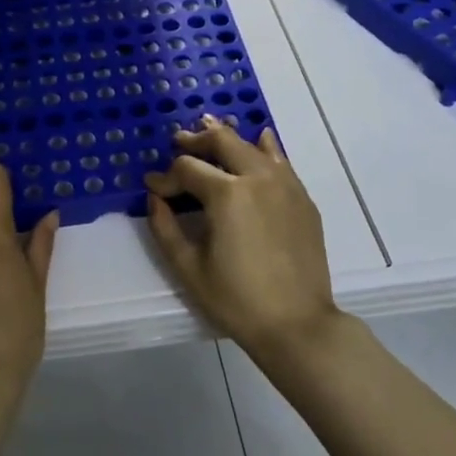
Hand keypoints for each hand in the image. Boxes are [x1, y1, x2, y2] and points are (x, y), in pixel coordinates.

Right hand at [145, 116, 342, 358]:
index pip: (187, 169)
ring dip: (227, 138)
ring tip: (209, 131)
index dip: (165, 177)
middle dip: (195, 140)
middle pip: (221, 141)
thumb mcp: (188, 267)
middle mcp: (258, 178)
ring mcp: (285, 185)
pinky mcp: (302, 199)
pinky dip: (264, 148)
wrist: (297, 324)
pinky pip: (280, 161)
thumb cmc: (236, 299)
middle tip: (178, 143)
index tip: (153, 188)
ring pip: (252, 146)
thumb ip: (164, 227)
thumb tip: (155, 199)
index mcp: (227, 194)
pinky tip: (259, 141)